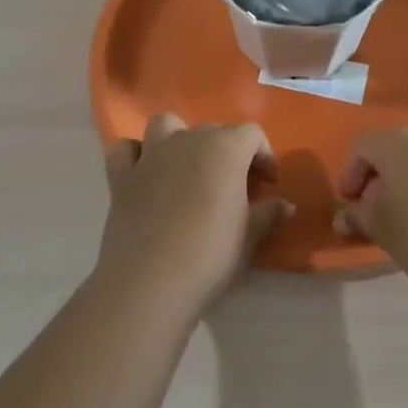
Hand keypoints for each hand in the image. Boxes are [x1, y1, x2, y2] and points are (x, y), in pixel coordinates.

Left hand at [96, 113, 292, 305]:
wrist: (150, 283)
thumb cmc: (210, 255)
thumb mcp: (249, 237)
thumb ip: (268, 214)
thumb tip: (286, 205)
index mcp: (224, 149)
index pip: (252, 134)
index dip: (264, 156)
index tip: (268, 186)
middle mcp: (187, 141)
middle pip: (213, 130)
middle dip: (228, 152)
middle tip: (235, 188)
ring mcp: (150, 155)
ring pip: (166, 125)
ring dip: (180, 138)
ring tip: (189, 168)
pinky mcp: (121, 177)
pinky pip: (127, 150)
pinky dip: (137, 155)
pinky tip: (147, 175)